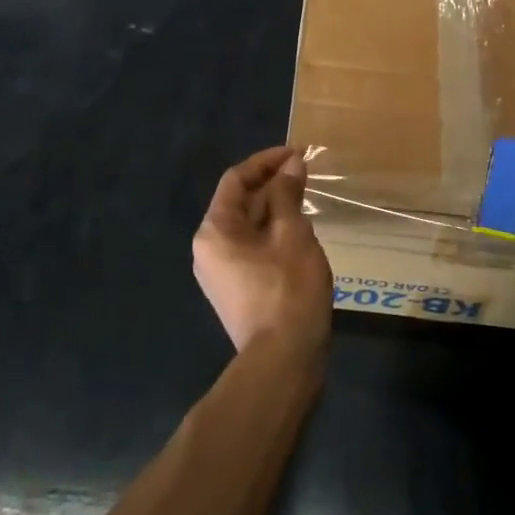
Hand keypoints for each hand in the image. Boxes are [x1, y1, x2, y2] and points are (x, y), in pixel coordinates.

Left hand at [193, 148, 332, 357]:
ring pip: (247, 226)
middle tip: (305, 173)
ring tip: (305, 198)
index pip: (236, 180)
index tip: (297, 154)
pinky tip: (298, 231)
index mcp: (214, 230)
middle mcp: (208, 248)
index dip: (266, 161)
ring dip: (274, 208)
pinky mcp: (235, 290)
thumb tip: (291, 165)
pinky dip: (272, 232)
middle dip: (272, 184)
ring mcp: (219, 272)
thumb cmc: (288, 289)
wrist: (283, 361)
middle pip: (239, 202)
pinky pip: (250, 248)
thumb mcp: (293, 233)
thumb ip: (288, 194)